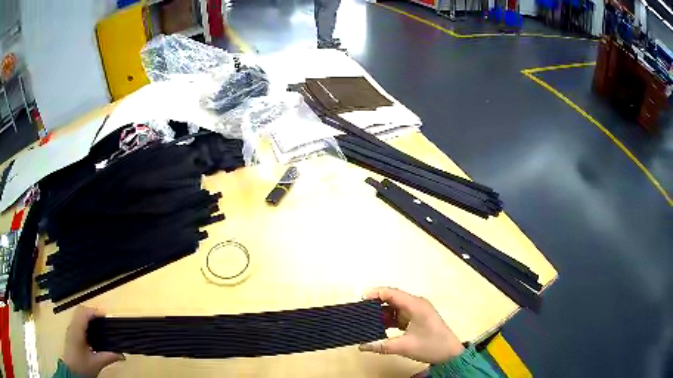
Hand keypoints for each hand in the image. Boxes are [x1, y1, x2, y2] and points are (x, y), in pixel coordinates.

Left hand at [62, 307, 124, 376]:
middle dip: (93, 313)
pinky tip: (94, 333)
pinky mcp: (71, 334)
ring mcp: (71, 330)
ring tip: (101, 326)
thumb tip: (122, 355)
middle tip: (105, 321)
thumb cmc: (82, 366)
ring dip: (89, 317)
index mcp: (77, 330)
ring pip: (79, 316)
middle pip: (80, 311)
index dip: (95, 311)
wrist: (71, 372)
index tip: (106, 317)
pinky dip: (86, 323)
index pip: (84, 313)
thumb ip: (108, 357)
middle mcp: (72, 326)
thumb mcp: (96, 363)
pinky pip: (78, 322)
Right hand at [359, 287, 464, 363]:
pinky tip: (378, 327)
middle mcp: (416, 304)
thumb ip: (381, 346)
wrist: (450, 354)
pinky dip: (388, 320)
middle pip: (392, 298)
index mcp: (415, 305)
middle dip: (375, 304)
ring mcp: (417, 311)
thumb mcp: (404, 347)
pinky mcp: (417, 319)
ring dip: (381, 314)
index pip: (391, 293)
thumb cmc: (430, 346)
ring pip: (395, 307)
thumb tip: (361, 346)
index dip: (375, 293)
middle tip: (359, 312)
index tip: (360, 300)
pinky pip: (399, 315)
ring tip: (365, 320)